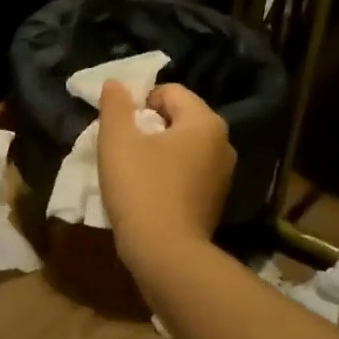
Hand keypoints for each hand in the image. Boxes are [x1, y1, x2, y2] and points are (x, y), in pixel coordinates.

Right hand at [97, 80, 234, 274]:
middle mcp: (223, 143)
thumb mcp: (117, 140)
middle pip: (178, 119)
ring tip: (133, 172)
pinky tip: (148, 193)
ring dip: (157, 152)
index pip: (169, 92)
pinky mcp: (215, 201)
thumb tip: (116, 83)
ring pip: (183, 147)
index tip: (120, 128)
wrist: (166, 256)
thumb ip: (115, 105)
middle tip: (123, 148)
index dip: (139, 103)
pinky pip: (188, 173)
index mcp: (205, 122)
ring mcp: (223, 175)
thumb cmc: (141, 189)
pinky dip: (168, 175)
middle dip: (148, 127)